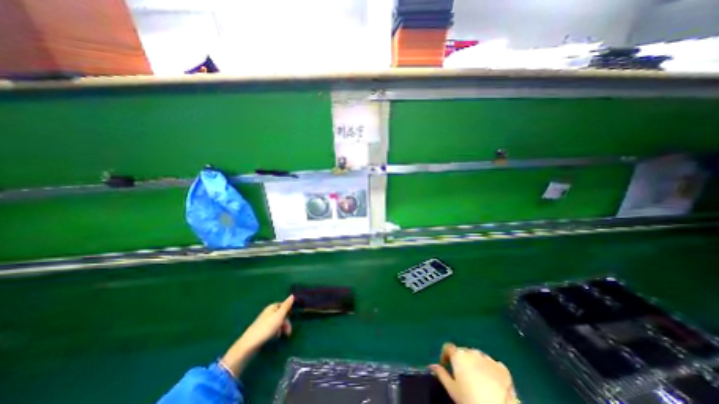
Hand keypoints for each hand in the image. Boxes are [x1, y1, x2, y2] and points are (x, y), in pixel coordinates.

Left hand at [222, 296, 293, 376]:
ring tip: (282, 335)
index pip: (283, 305)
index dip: (288, 310)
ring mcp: (264, 322)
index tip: (292, 316)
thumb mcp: (279, 315)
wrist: (250, 344)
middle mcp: (268, 313)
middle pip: (281, 314)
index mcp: (272, 307)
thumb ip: (286, 306)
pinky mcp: (262, 331)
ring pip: (277, 323)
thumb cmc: (267, 327)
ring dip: (282, 328)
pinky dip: (276, 332)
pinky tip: (275, 337)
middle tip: (288, 331)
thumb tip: (292, 295)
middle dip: (286, 322)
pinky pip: (272, 329)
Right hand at [426, 345, 517, 403]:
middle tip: (461, 375)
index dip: (445, 355)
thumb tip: (431, 366)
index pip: (447, 347)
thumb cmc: (470, 399)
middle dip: (461, 360)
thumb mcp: (452, 389)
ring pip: (477, 356)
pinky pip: (491, 364)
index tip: (445, 364)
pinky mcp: (502, 367)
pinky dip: (488, 369)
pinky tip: (490, 381)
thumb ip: (441, 374)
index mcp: (458, 355)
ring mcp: (488, 358)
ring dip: (474, 363)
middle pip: (463, 352)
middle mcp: (472, 352)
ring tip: (476, 379)